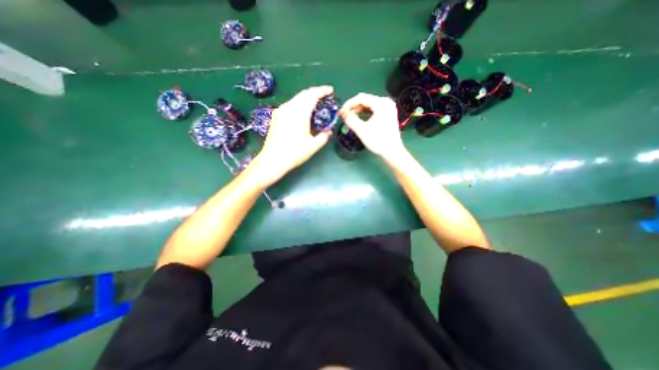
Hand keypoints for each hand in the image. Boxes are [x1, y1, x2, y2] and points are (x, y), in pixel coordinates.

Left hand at [252, 87, 334, 187]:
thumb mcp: (313, 146)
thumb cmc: (294, 153)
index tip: (330, 90)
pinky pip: (290, 104)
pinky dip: (299, 103)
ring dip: (307, 98)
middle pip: (303, 94)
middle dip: (315, 93)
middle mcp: (289, 108)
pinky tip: (302, 111)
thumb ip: (323, 136)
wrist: (273, 160)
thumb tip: (329, 131)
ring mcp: (281, 111)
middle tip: (324, 96)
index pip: (312, 95)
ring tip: (315, 103)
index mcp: (299, 113)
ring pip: (296, 98)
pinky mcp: (276, 116)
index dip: (322, 91)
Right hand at [340, 92, 406, 159]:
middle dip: (353, 107)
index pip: (361, 98)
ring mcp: (387, 108)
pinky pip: (373, 110)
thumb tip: (343, 113)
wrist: (392, 152)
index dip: (348, 104)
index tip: (340, 112)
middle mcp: (385, 103)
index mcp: (381, 103)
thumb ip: (350, 119)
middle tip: (343, 115)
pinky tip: (358, 118)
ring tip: (349, 117)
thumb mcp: (362, 130)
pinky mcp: (387, 115)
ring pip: (368, 105)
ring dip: (358, 110)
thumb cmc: (378, 141)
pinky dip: (364, 113)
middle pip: (365, 100)